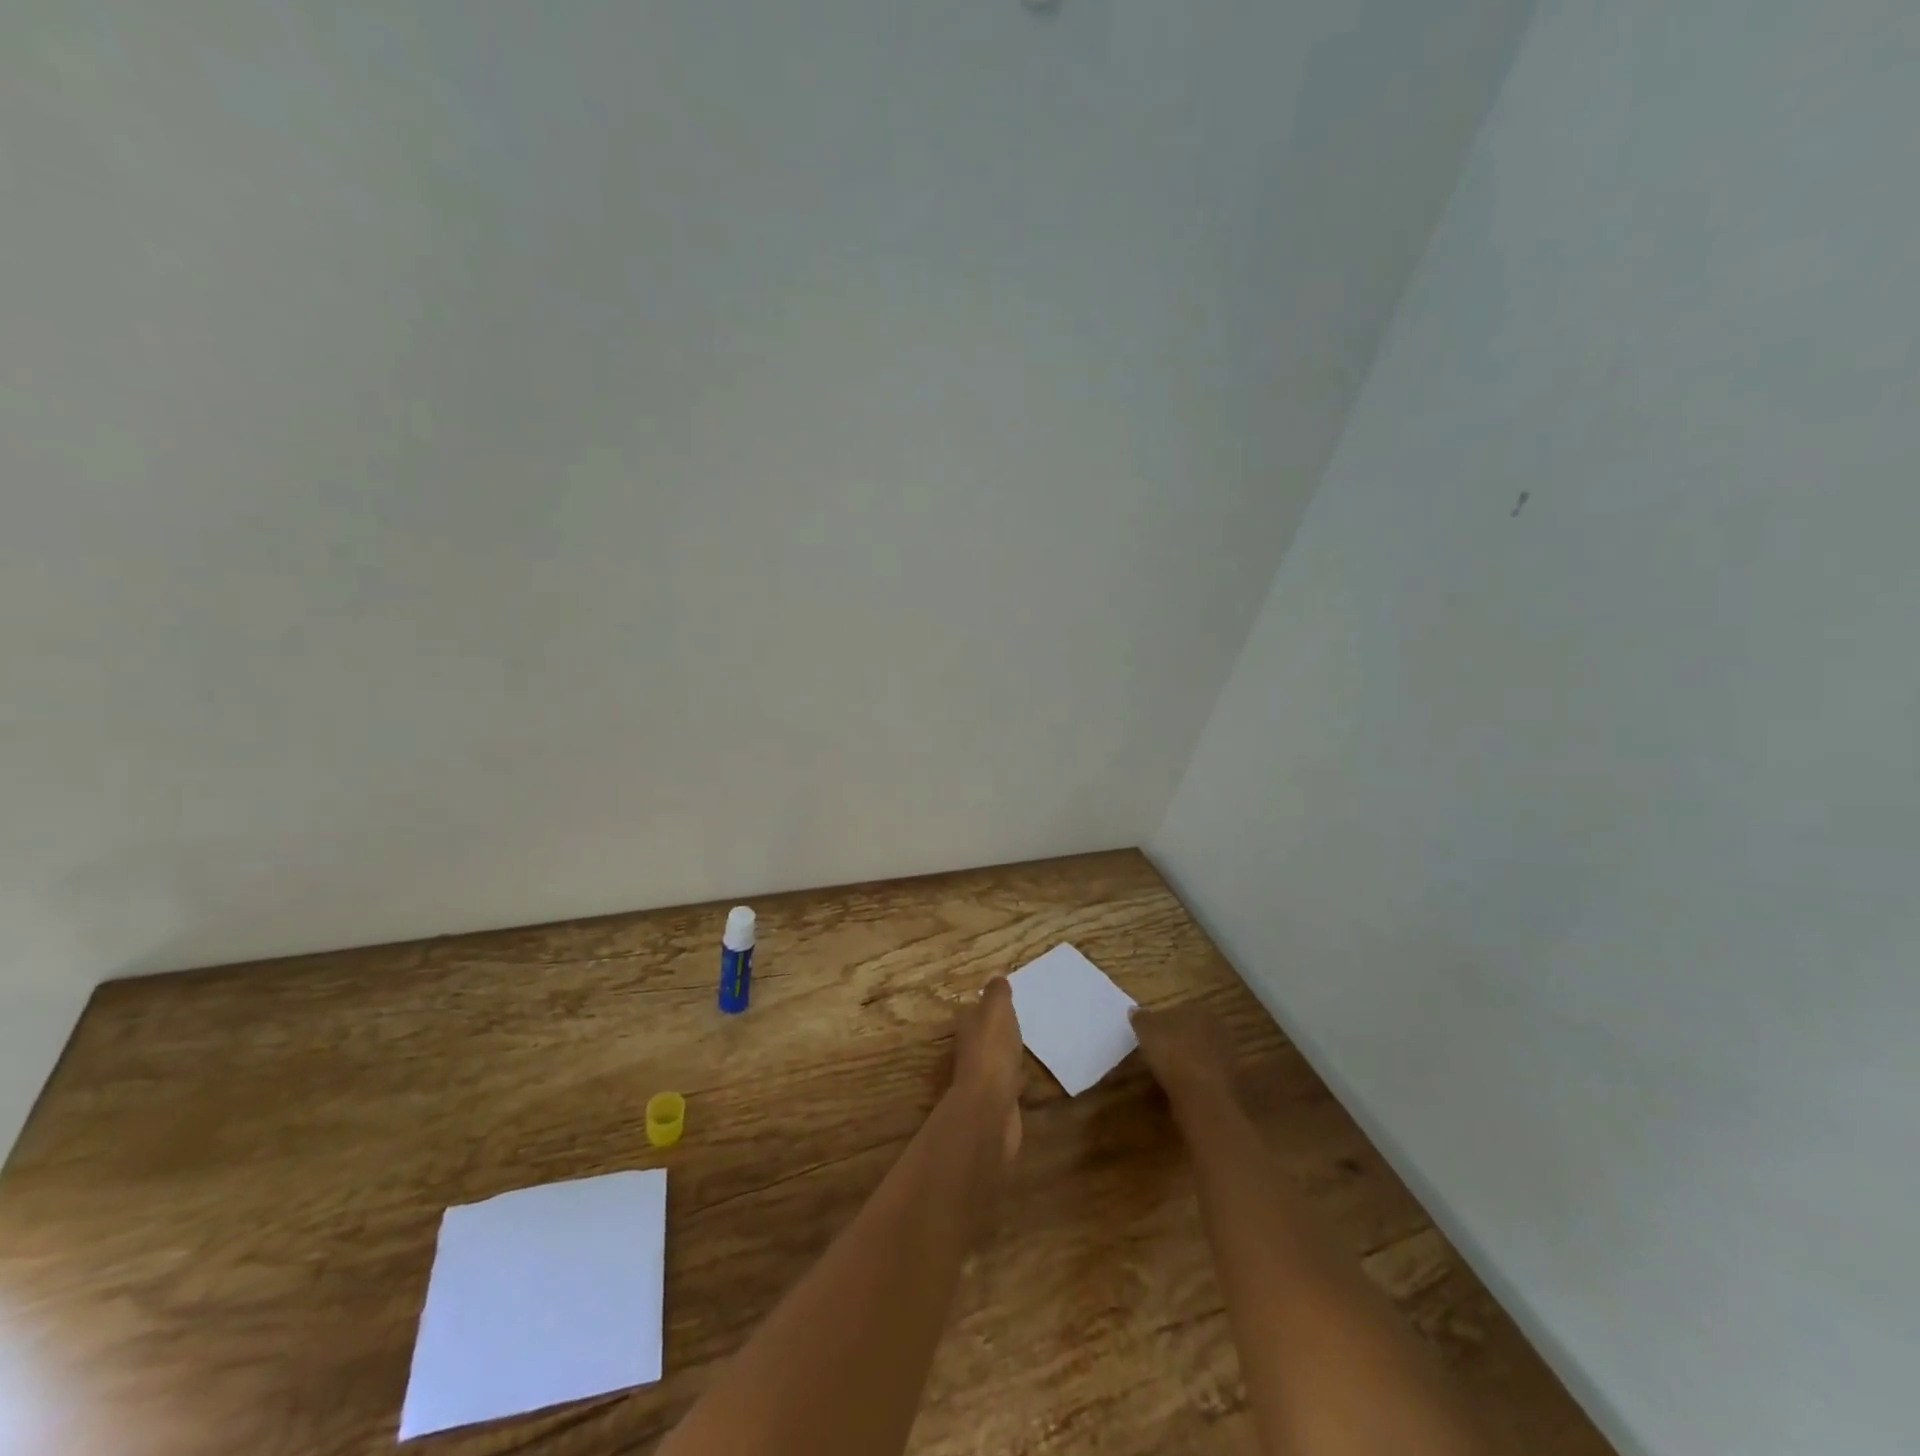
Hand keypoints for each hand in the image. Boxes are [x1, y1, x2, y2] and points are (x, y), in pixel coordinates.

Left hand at [952, 976, 1023, 1163]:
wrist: (990, 1108)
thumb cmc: (992, 1051)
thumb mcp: (996, 1011)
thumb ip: (996, 993)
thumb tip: (995, 975)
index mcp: (968, 1026)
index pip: (977, 1010)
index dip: (990, 1004)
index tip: (1008, 999)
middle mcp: (971, 1050)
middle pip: (985, 1034)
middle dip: (999, 1029)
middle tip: (1022, 1020)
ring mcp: (983, 1077)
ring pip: (997, 1057)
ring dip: (1008, 1052)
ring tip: (1027, 1044)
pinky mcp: (997, 1100)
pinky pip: (1008, 1081)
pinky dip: (1016, 1076)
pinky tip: (1029, 1074)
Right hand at [1131, 1004, 1238, 1110]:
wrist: (1202, 1095)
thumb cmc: (1172, 1053)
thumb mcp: (1146, 1030)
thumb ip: (1140, 1018)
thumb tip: (1134, 1009)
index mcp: (1198, 1010)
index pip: (1178, 1011)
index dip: (1162, 1022)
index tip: (1150, 1036)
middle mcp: (1217, 1027)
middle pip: (1192, 1031)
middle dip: (1178, 1040)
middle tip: (1159, 1052)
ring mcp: (1227, 1054)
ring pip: (1201, 1052)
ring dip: (1188, 1059)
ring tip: (1168, 1072)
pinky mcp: (1231, 1080)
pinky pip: (1207, 1073)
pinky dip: (1196, 1077)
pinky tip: (1182, 1086)